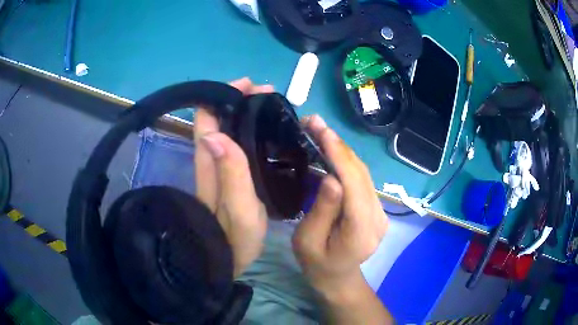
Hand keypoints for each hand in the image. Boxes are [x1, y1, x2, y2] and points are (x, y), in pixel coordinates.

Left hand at [194, 77, 272, 276]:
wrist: (228, 259)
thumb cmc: (235, 238)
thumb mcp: (239, 208)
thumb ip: (230, 172)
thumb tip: (215, 134)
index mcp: (210, 161)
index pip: (207, 117)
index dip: (223, 96)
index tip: (249, 86)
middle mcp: (212, 158)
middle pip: (218, 118)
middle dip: (240, 100)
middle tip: (269, 95)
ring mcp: (221, 166)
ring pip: (229, 128)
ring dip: (247, 113)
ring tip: (274, 108)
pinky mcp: (231, 174)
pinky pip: (239, 143)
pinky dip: (252, 130)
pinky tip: (270, 133)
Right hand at [292, 115, 390, 323]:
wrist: (338, 278)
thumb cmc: (317, 264)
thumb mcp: (308, 242)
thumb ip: (322, 211)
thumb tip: (331, 177)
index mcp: (361, 230)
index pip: (354, 184)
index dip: (339, 154)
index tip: (320, 129)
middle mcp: (378, 217)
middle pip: (361, 173)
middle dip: (339, 144)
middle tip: (315, 122)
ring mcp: (380, 211)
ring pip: (363, 172)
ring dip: (342, 149)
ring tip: (320, 131)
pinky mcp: (376, 207)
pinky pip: (362, 179)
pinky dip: (346, 161)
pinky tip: (331, 150)